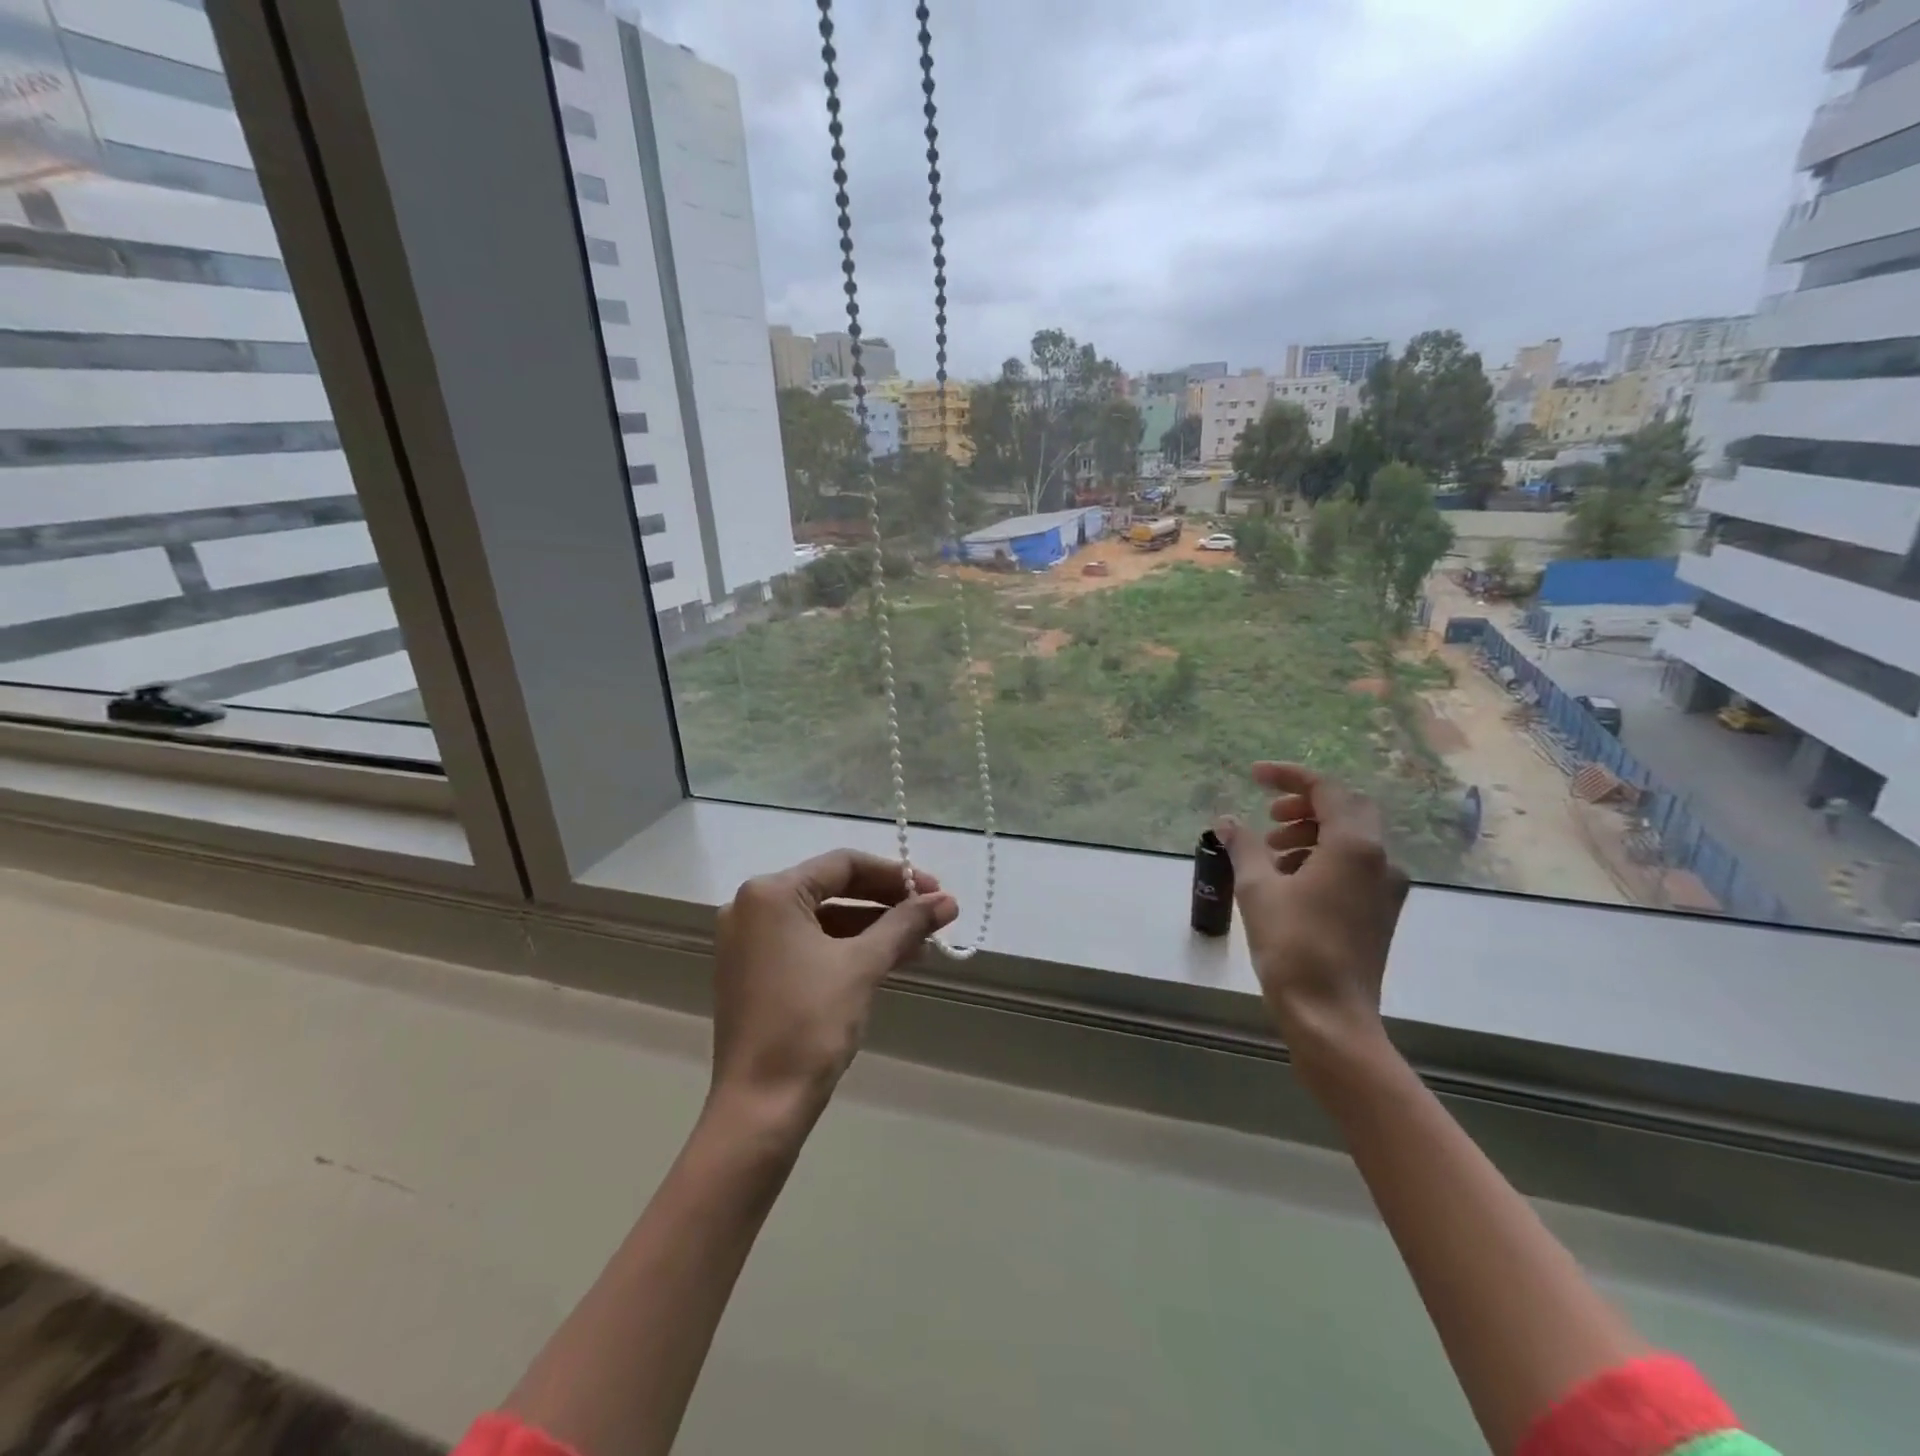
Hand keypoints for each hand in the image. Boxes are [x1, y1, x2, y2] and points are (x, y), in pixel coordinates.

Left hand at [710, 850, 957, 1126]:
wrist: (760, 1107)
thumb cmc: (810, 1023)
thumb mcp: (863, 965)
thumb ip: (905, 924)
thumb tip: (948, 901)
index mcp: (770, 893)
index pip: (843, 864)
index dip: (894, 874)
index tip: (934, 891)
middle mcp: (751, 907)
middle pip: (831, 888)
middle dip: (885, 902)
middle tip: (931, 915)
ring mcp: (747, 941)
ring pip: (822, 919)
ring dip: (870, 927)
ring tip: (918, 944)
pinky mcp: (752, 972)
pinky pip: (807, 944)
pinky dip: (845, 948)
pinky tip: (886, 961)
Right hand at [1216, 763, 1409, 1080]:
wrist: (1331, 1015)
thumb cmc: (1292, 945)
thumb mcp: (1257, 888)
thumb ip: (1243, 846)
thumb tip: (1226, 821)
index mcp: (1354, 845)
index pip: (1326, 789)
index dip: (1288, 776)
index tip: (1254, 776)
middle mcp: (1380, 859)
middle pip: (1347, 809)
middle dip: (1305, 805)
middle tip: (1268, 817)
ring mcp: (1386, 888)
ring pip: (1352, 838)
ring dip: (1312, 832)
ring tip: (1271, 851)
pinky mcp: (1381, 912)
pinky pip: (1355, 866)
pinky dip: (1323, 858)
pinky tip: (1289, 880)